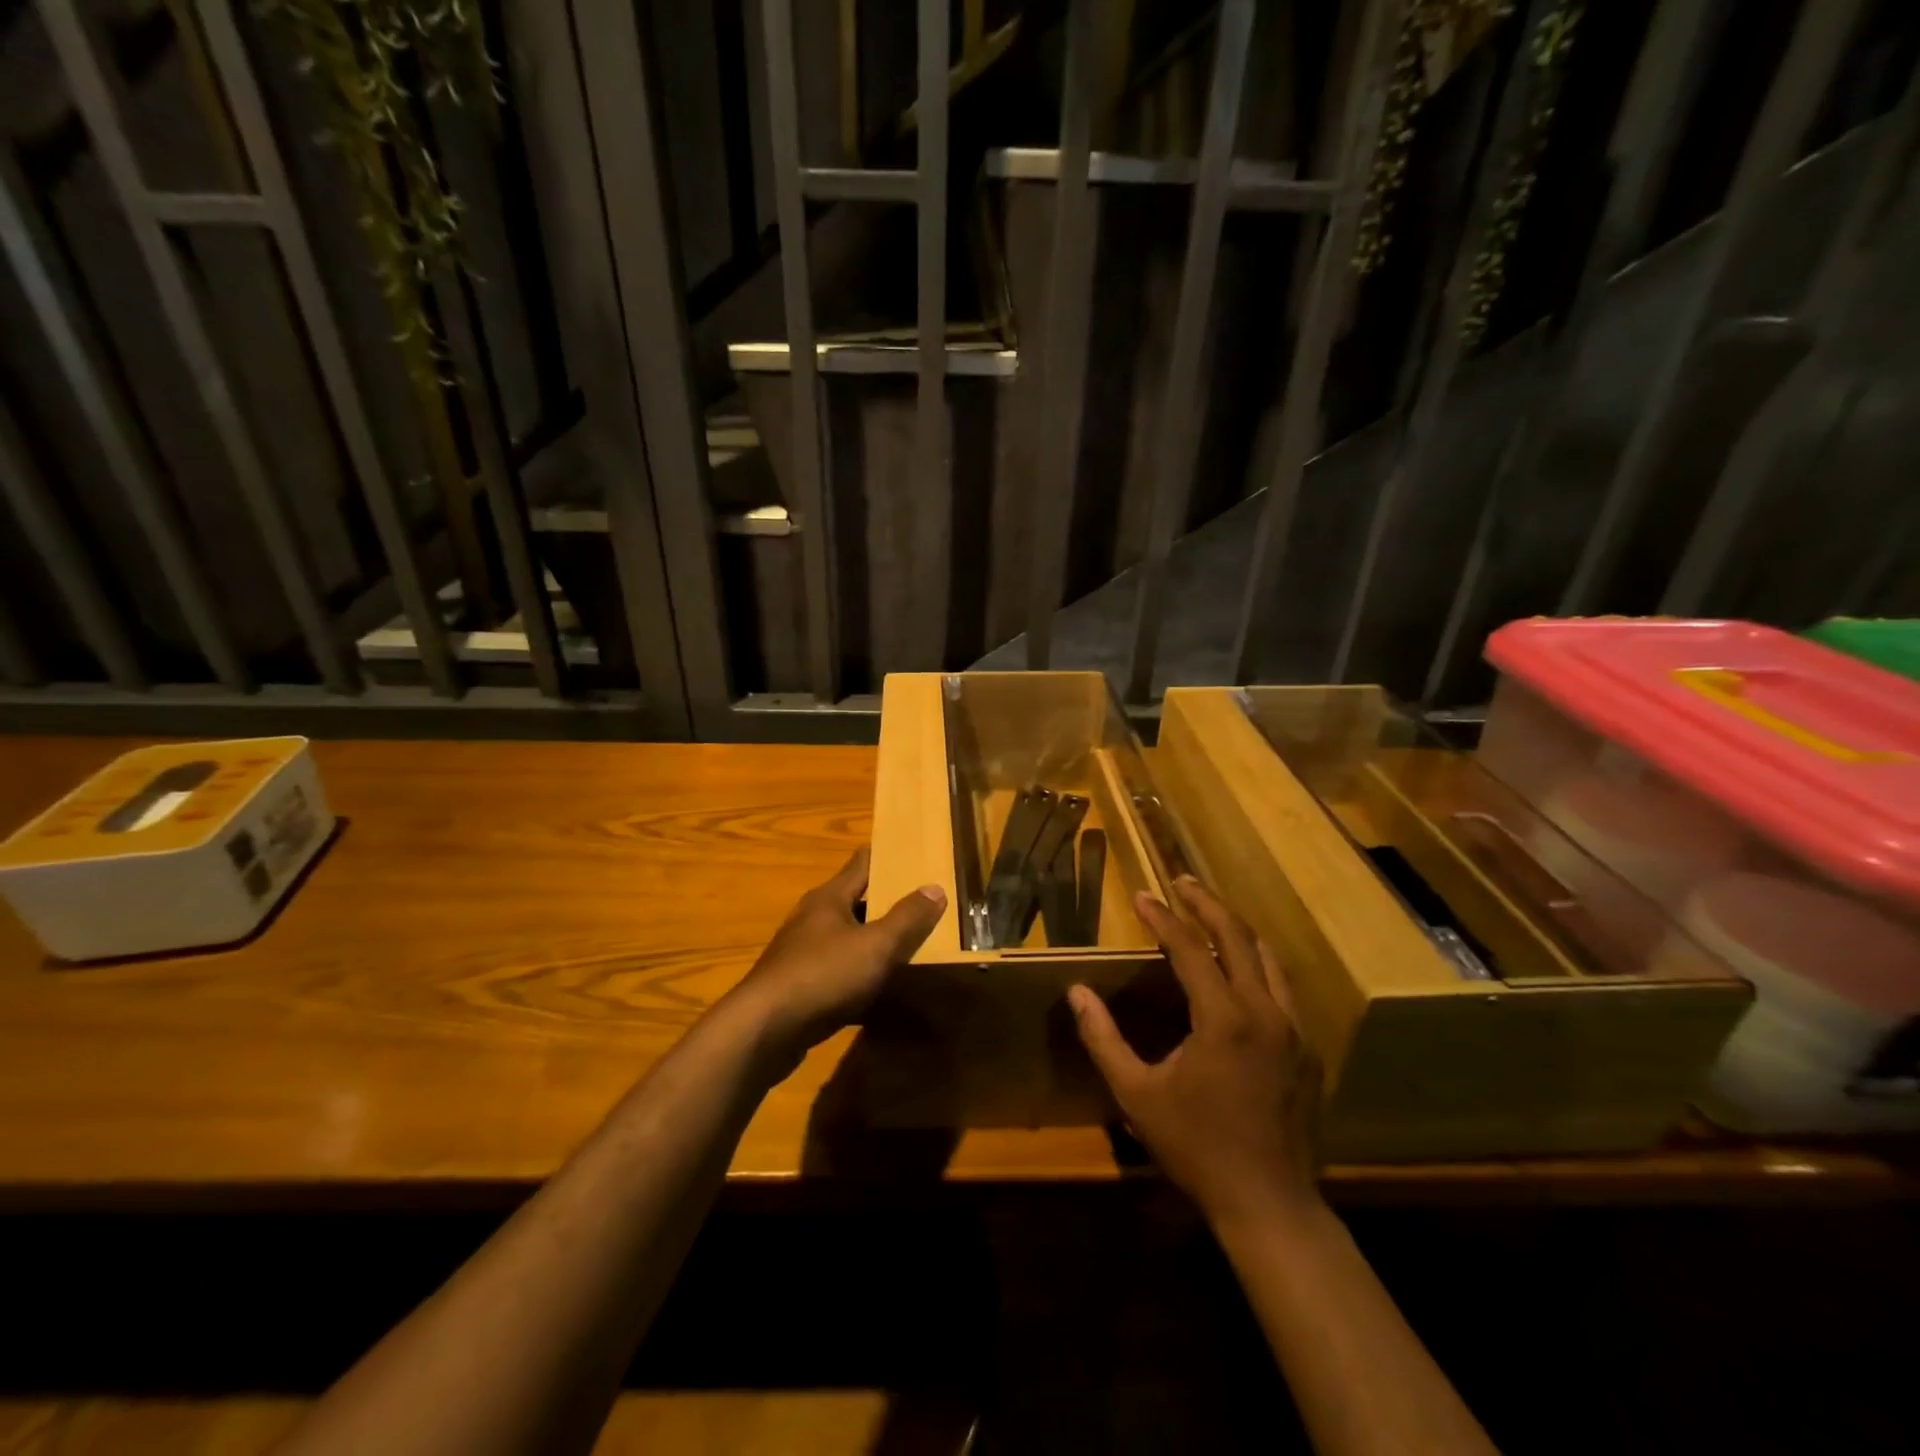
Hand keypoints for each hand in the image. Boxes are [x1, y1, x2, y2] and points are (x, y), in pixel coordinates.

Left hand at [729, 848, 945, 1067]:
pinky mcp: (800, 986)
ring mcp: (804, 953)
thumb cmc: (823, 975)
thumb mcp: (875, 945)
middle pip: (856, 900)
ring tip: (910, 945)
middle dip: (888, 901)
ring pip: (848, 938)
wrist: (764, 1030)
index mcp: (830, 898)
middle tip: (926, 904)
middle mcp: (814, 918)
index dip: (889, 856)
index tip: (916, 853)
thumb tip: (935, 888)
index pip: (862, 863)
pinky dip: (860, 975)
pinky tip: (881, 991)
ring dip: (874, 940)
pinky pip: (839, 972)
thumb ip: (907, 918)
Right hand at [1068, 877, 1321, 1228]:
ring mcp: (1293, 1030)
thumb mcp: (1137, 1094)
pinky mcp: (1307, 1050)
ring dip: (1237, 929)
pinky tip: (1242, 970)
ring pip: (1269, 958)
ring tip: (1210, 914)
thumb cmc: (1197, 1147)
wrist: (1269, 1204)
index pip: (1191, 948)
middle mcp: (1265, 1012)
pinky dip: (1258, 964)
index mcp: (1223, 1018)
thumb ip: (1103, 1038)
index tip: (1141, 895)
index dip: (1163, 918)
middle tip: (1181, 882)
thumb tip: (1077, 992)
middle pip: (1239, 937)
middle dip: (1207, 904)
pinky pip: (1283, 988)